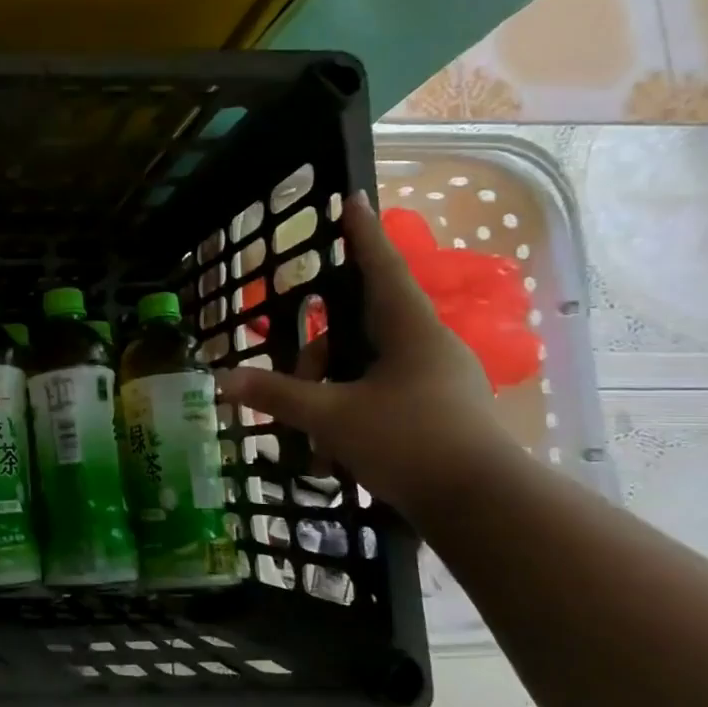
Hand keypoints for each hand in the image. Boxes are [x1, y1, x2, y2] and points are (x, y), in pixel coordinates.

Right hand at [215, 192, 515, 517]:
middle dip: (321, 354)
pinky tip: (337, 455)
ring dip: (333, 393)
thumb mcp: (332, 417)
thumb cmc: (409, 443)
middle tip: (296, 384)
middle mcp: (429, 347)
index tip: (353, 199)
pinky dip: (353, 415)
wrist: (483, 507)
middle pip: (361, 329)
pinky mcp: (441, 414)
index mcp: (411, 331)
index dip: (362, 234)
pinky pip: (383, 397)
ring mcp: (439, 382)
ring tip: (314, 438)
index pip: (381, 268)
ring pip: (369, 369)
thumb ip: (277, 395)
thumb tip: (223, 380)